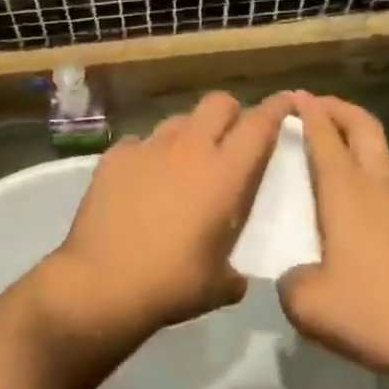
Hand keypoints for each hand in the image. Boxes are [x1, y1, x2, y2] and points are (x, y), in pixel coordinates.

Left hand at [49, 92, 288, 337]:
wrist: (100, 284)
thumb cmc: (171, 284)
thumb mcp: (220, 285)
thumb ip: (236, 269)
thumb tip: (235, 274)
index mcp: (224, 173)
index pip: (260, 124)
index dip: (277, 108)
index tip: (287, 103)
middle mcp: (190, 148)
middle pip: (219, 102)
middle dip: (231, 114)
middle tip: (231, 140)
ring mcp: (149, 147)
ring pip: (179, 119)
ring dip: (190, 134)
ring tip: (184, 163)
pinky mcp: (115, 155)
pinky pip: (141, 142)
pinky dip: (149, 155)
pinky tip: (142, 181)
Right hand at [279, 93, 388, 388]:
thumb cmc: (376, 312)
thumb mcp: (309, 304)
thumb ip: (290, 282)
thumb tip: (296, 275)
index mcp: (345, 190)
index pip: (324, 134)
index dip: (308, 110)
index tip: (292, 96)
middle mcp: (376, 187)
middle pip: (363, 125)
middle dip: (338, 108)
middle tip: (314, 107)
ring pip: (377, 155)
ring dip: (353, 141)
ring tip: (324, 156)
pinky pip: (383, 186)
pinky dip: (363, 176)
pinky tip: (346, 210)